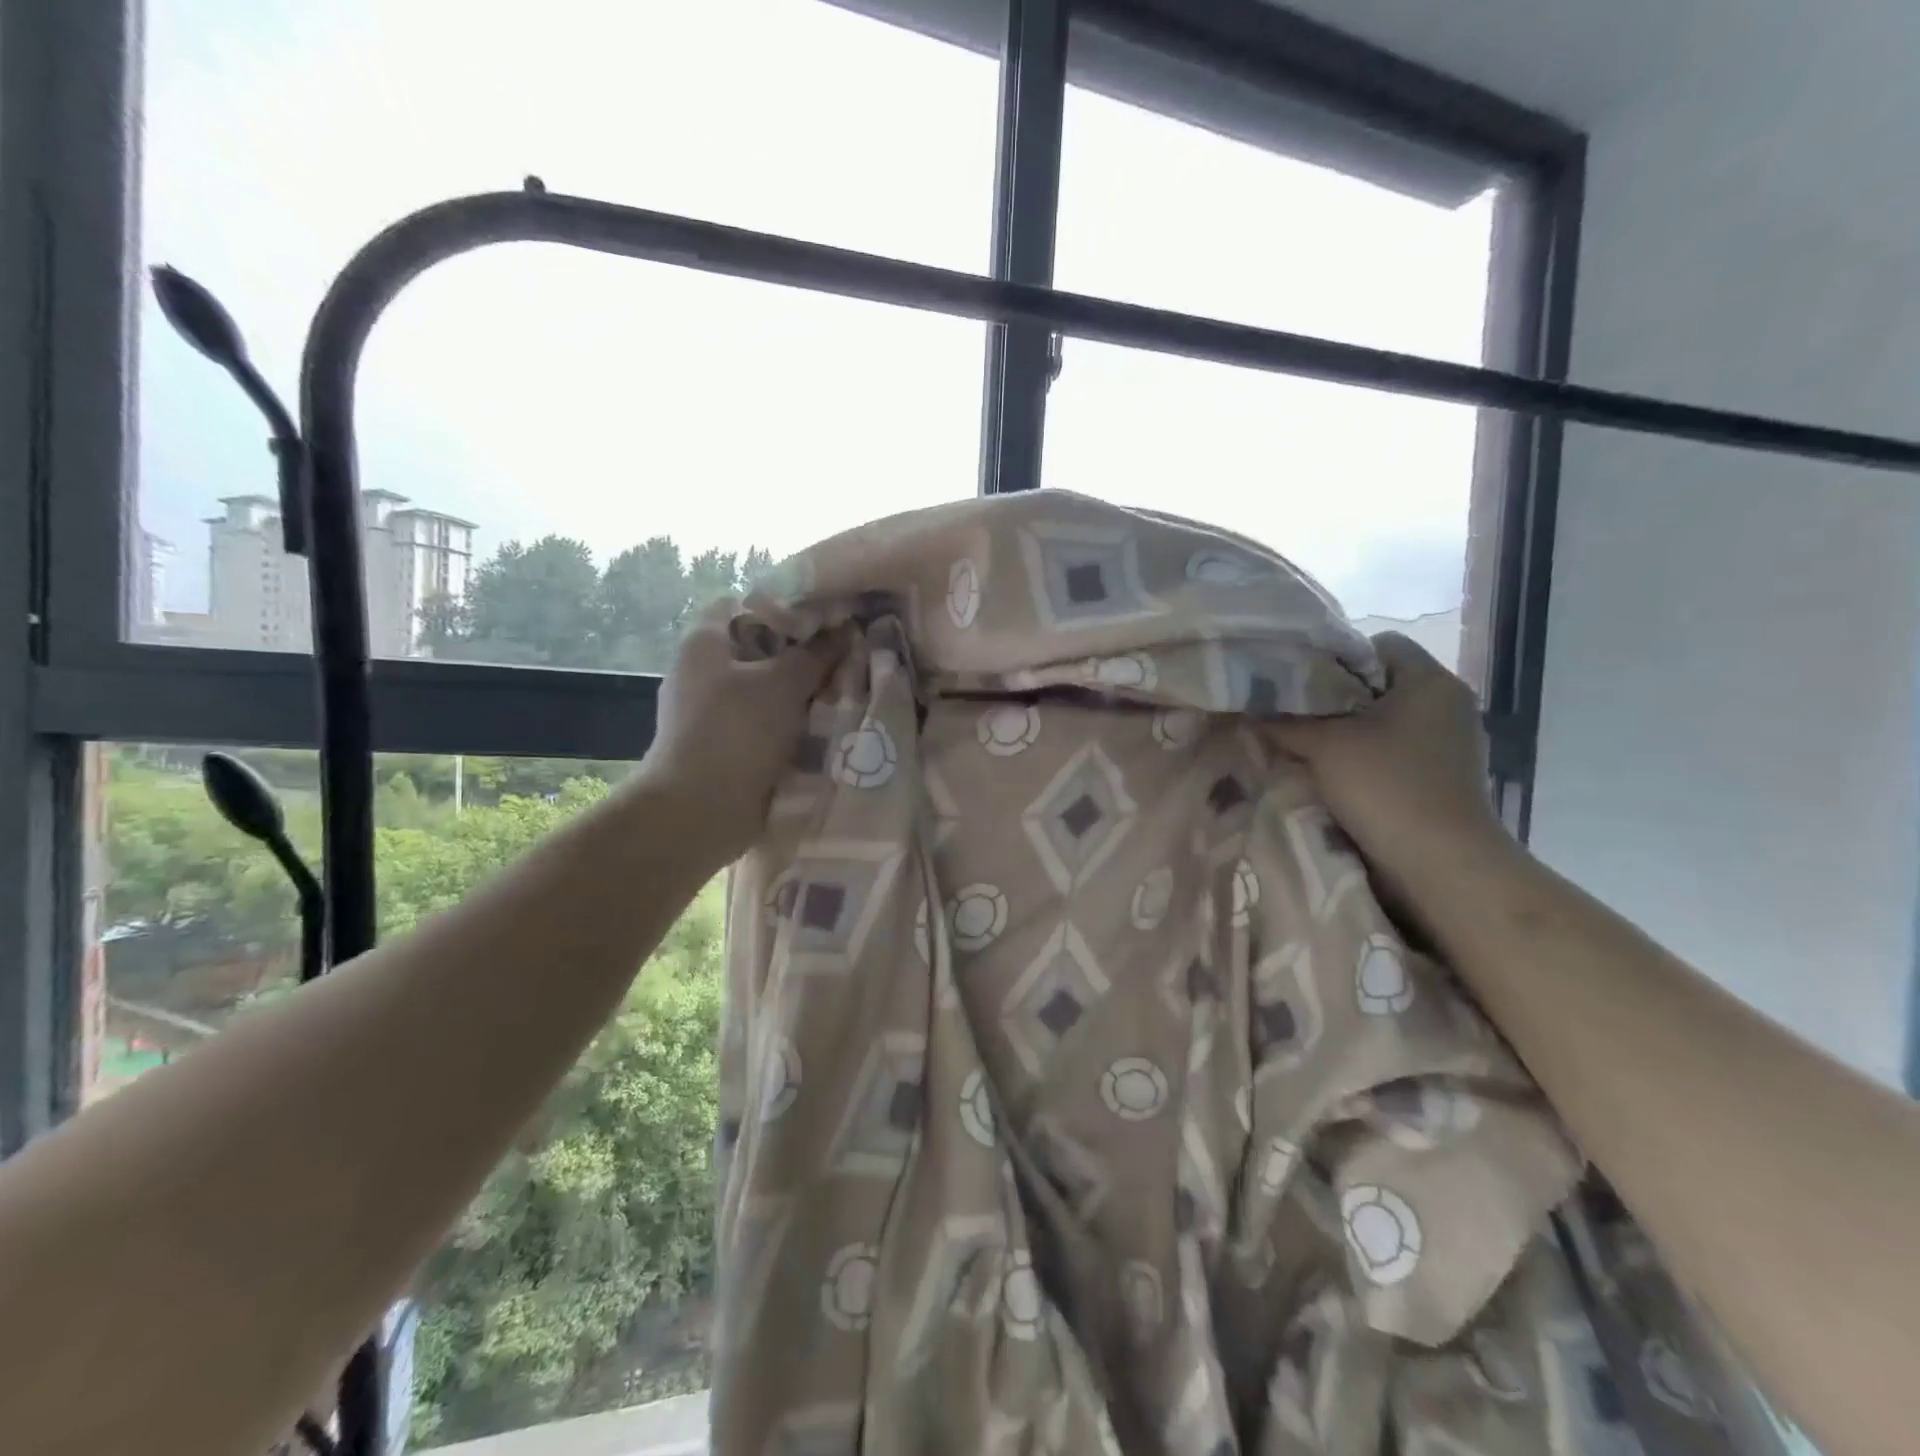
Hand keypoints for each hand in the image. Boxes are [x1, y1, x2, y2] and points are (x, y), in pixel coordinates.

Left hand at [639, 598, 838, 864]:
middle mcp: (703, 670)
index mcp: (705, 641)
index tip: (830, 621)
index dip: (789, 608)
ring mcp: (711, 710)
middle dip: (804, 655)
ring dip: (801, 694)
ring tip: (843, 693)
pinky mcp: (724, 744)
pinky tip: (823, 728)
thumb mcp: (784, 683)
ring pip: (766, 689)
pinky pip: (764, 722)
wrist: (698, 810)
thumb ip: (817, 654)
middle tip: (845, 660)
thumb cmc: (737, 731)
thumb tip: (845, 631)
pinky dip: (790, 724)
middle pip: (762, 649)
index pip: (749, 604)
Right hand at [1268, 632, 1517, 913]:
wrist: (1440, 864)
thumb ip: (1284, 722)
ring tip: (1302, 745)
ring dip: (1345, 733)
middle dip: (1333, 699)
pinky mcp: (1441, 779)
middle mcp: (1447, 706)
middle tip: (1289, 712)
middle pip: (1378, 686)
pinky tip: (1330, 775)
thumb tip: (1249, 711)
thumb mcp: (1324, 746)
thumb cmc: (1387, 786)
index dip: (1336, 657)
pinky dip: (1362, 759)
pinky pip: (1392, 754)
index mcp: (1431, 682)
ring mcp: (1448, 745)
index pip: (1380, 646)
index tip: (1298, 680)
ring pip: (1383, 723)